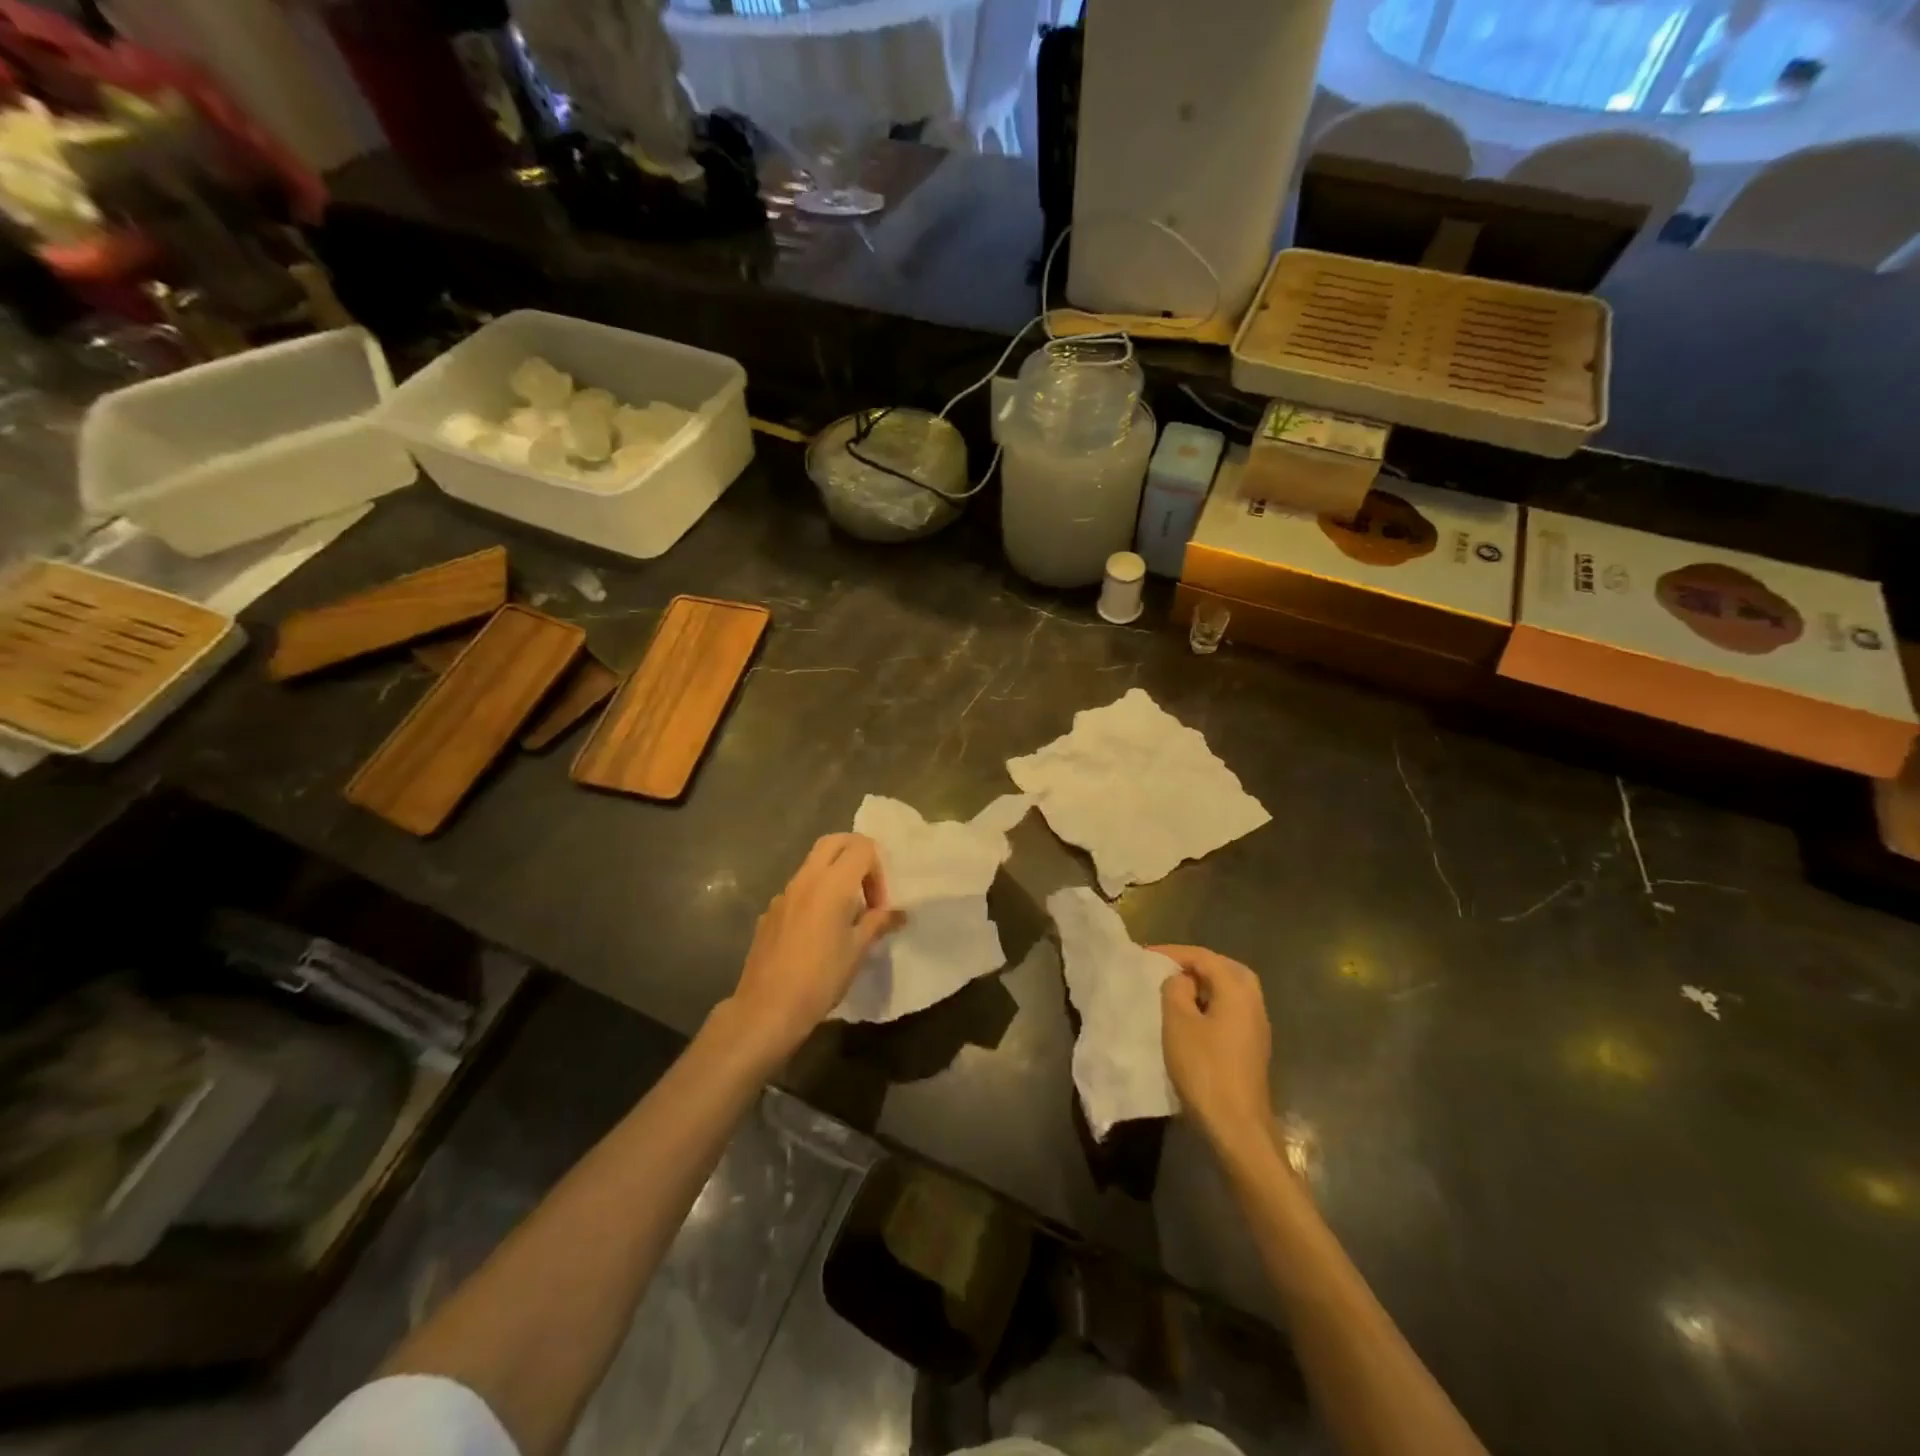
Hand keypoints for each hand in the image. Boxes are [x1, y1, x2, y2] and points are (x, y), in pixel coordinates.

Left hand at [721, 834, 904, 1060]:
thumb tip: (898, 913)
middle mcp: (806, 879)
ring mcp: (784, 893)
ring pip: (813, 863)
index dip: (877, 869)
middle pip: (834, 842)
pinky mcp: (770, 911)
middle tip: (867, 889)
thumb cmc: (821, 978)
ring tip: (845, 913)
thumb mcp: (858, 950)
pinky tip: (818, 932)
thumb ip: (878, 923)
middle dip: (856, 855)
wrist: (767, 1008)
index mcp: (832, 883)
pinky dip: (815, 894)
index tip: (879, 905)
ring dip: (834, 874)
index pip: (862, 847)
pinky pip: (798, 889)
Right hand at [1156, 945, 1274, 1162]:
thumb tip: (1182, 980)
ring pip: (1231, 991)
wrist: (1237, 1127)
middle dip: (1196, 964)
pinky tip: (1191, 1016)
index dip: (1174, 952)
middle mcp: (1254, 1003)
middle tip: (1167, 967)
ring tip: (1175, 989)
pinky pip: (1231, 1010)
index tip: (1146, 955)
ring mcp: (1257, 1027)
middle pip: (1225, 969)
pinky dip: (1211, 1003)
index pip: (1205, 957)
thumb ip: (1176, 990)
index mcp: (1237, 990)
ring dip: (1205, 984)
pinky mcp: (1252, 1047)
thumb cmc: (1205, 1069)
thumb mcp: (1178, 1023)